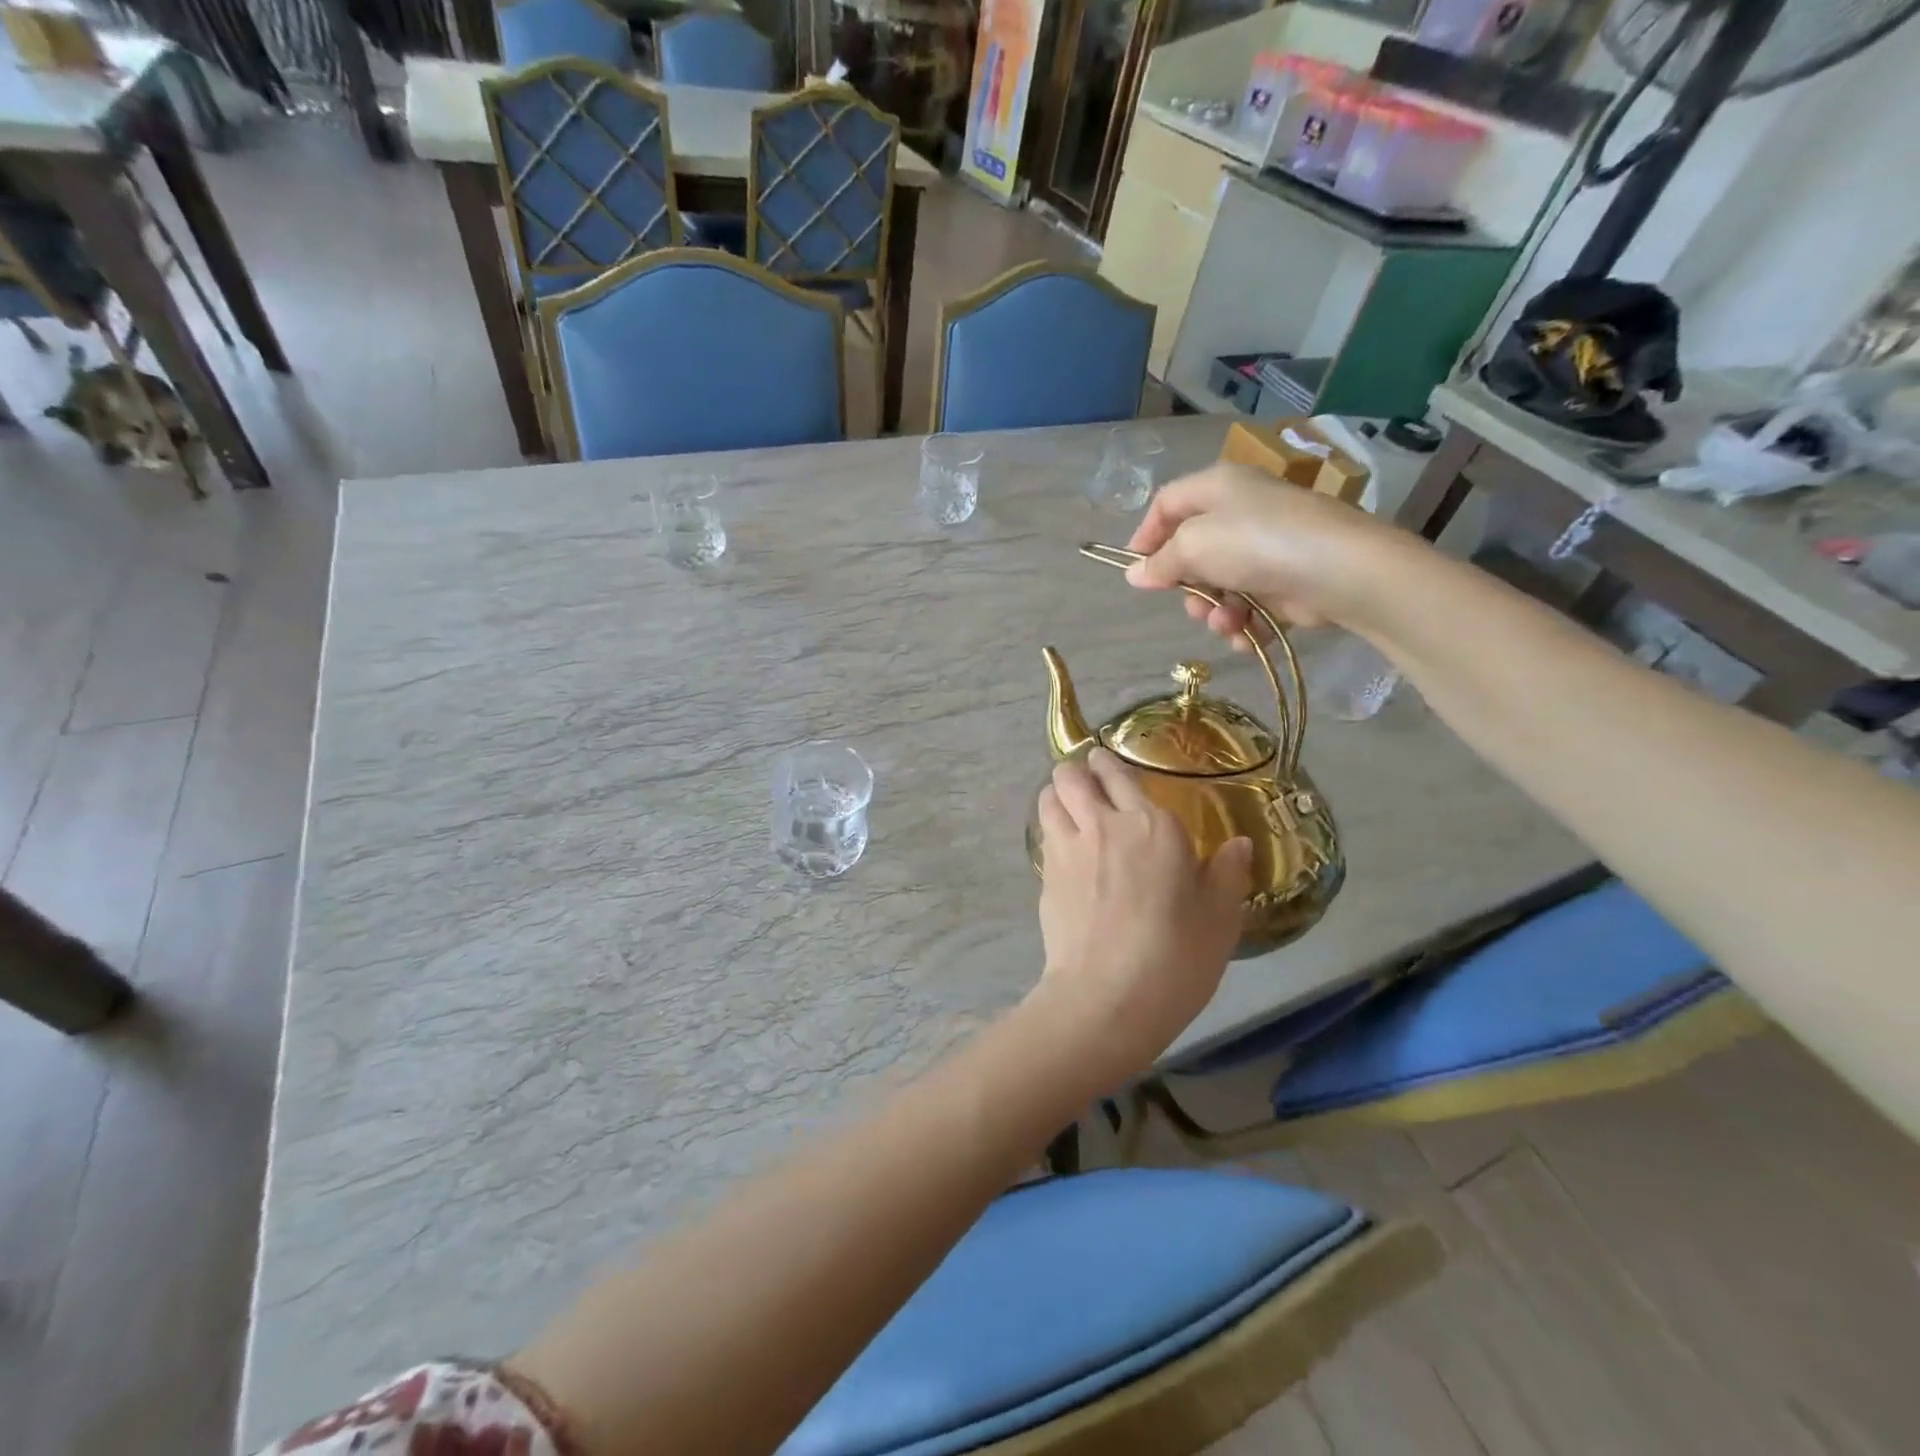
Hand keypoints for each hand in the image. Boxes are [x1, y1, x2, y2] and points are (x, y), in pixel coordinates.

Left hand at [1032, 749, 1251, 1078]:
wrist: (1108, 996)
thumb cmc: (1176, 957)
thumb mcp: (1220, 919)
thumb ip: (1228, 873)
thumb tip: (1239, 843)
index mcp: (1153, 826)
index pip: (1120, 775)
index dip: (1108, 765)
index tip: (1106, 764)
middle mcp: (1104, 824)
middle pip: (1072, 776)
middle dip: (1076, 770)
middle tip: (1085, 778)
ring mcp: (1068, 847)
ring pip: (1049, 797)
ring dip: (1056, 793)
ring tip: (1067, 802)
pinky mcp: (1045, 875)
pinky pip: (1044, 833)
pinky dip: (1050, 826)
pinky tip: (1062, 843)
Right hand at [1123, 464, 1409, 647]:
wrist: (1337, 570)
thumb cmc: (1255, 543)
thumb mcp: (1194, 546)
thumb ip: (1161, 562)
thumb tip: (1135, 574)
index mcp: (1218, 487)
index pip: (1168, 503)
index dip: (1146, 535)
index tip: (1135, 570)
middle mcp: (1242, 512)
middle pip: (1194, 550)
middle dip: (1188, 586)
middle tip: (1191, 605)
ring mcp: (1266, 547)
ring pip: (1221, 584)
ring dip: (1216, 611)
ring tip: (1226, 624)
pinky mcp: (1286, 580)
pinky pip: (1250, 604)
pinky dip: (1244, 624)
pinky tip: (1246, 636)